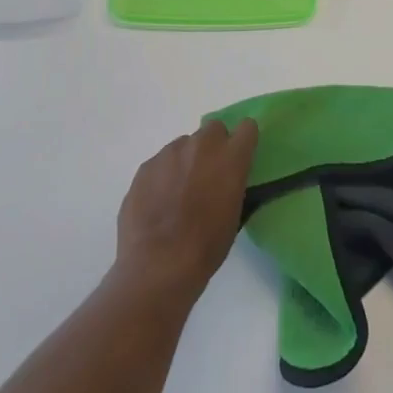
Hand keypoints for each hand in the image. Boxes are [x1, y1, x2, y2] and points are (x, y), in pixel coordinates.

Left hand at [116, 118, 258, 298]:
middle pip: (213, 129)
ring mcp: (169, 153)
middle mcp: (201, 146)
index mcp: (230, 158)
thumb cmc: (206, 246)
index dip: (244, 141)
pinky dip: (163, 175)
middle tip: (209, 173)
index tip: (240, 155)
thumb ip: (232, 184)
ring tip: (179, 192)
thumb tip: (226, 179)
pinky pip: (160, 162)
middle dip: (214, 146)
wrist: (158, 264)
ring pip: (184, 145)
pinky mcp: (145, 167)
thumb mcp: (234, 215)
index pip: (247, 128)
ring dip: (187, 160)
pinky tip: (158, 202)